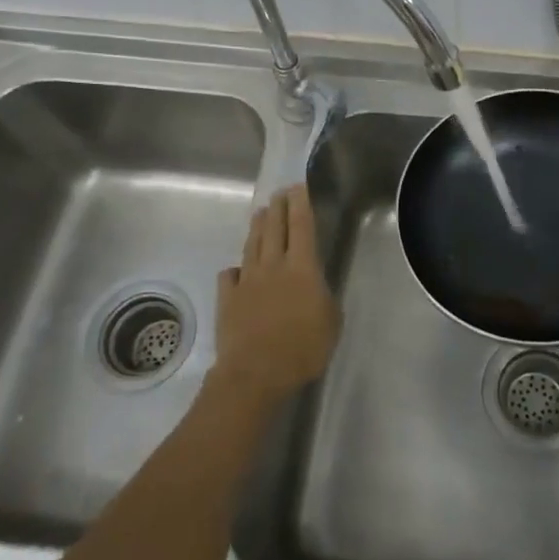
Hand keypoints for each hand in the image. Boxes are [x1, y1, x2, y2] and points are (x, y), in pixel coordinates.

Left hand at [211, 185, 340, 407]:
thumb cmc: (303, 348)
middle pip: (274, 228)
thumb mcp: (331, 322)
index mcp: (302, 267)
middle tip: (279, 192)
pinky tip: (237, 270)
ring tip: (260, 213)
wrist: (255, 373)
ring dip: (257, 227)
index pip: (302, 226)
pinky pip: (230, 276)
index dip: (300, 204)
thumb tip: (316, 287)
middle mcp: (273, 265)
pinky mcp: (228, 298)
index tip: (298, 186)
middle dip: (278, 207)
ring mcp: (247, 280)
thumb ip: (324, 298)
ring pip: (252, 245)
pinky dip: (235, 269)